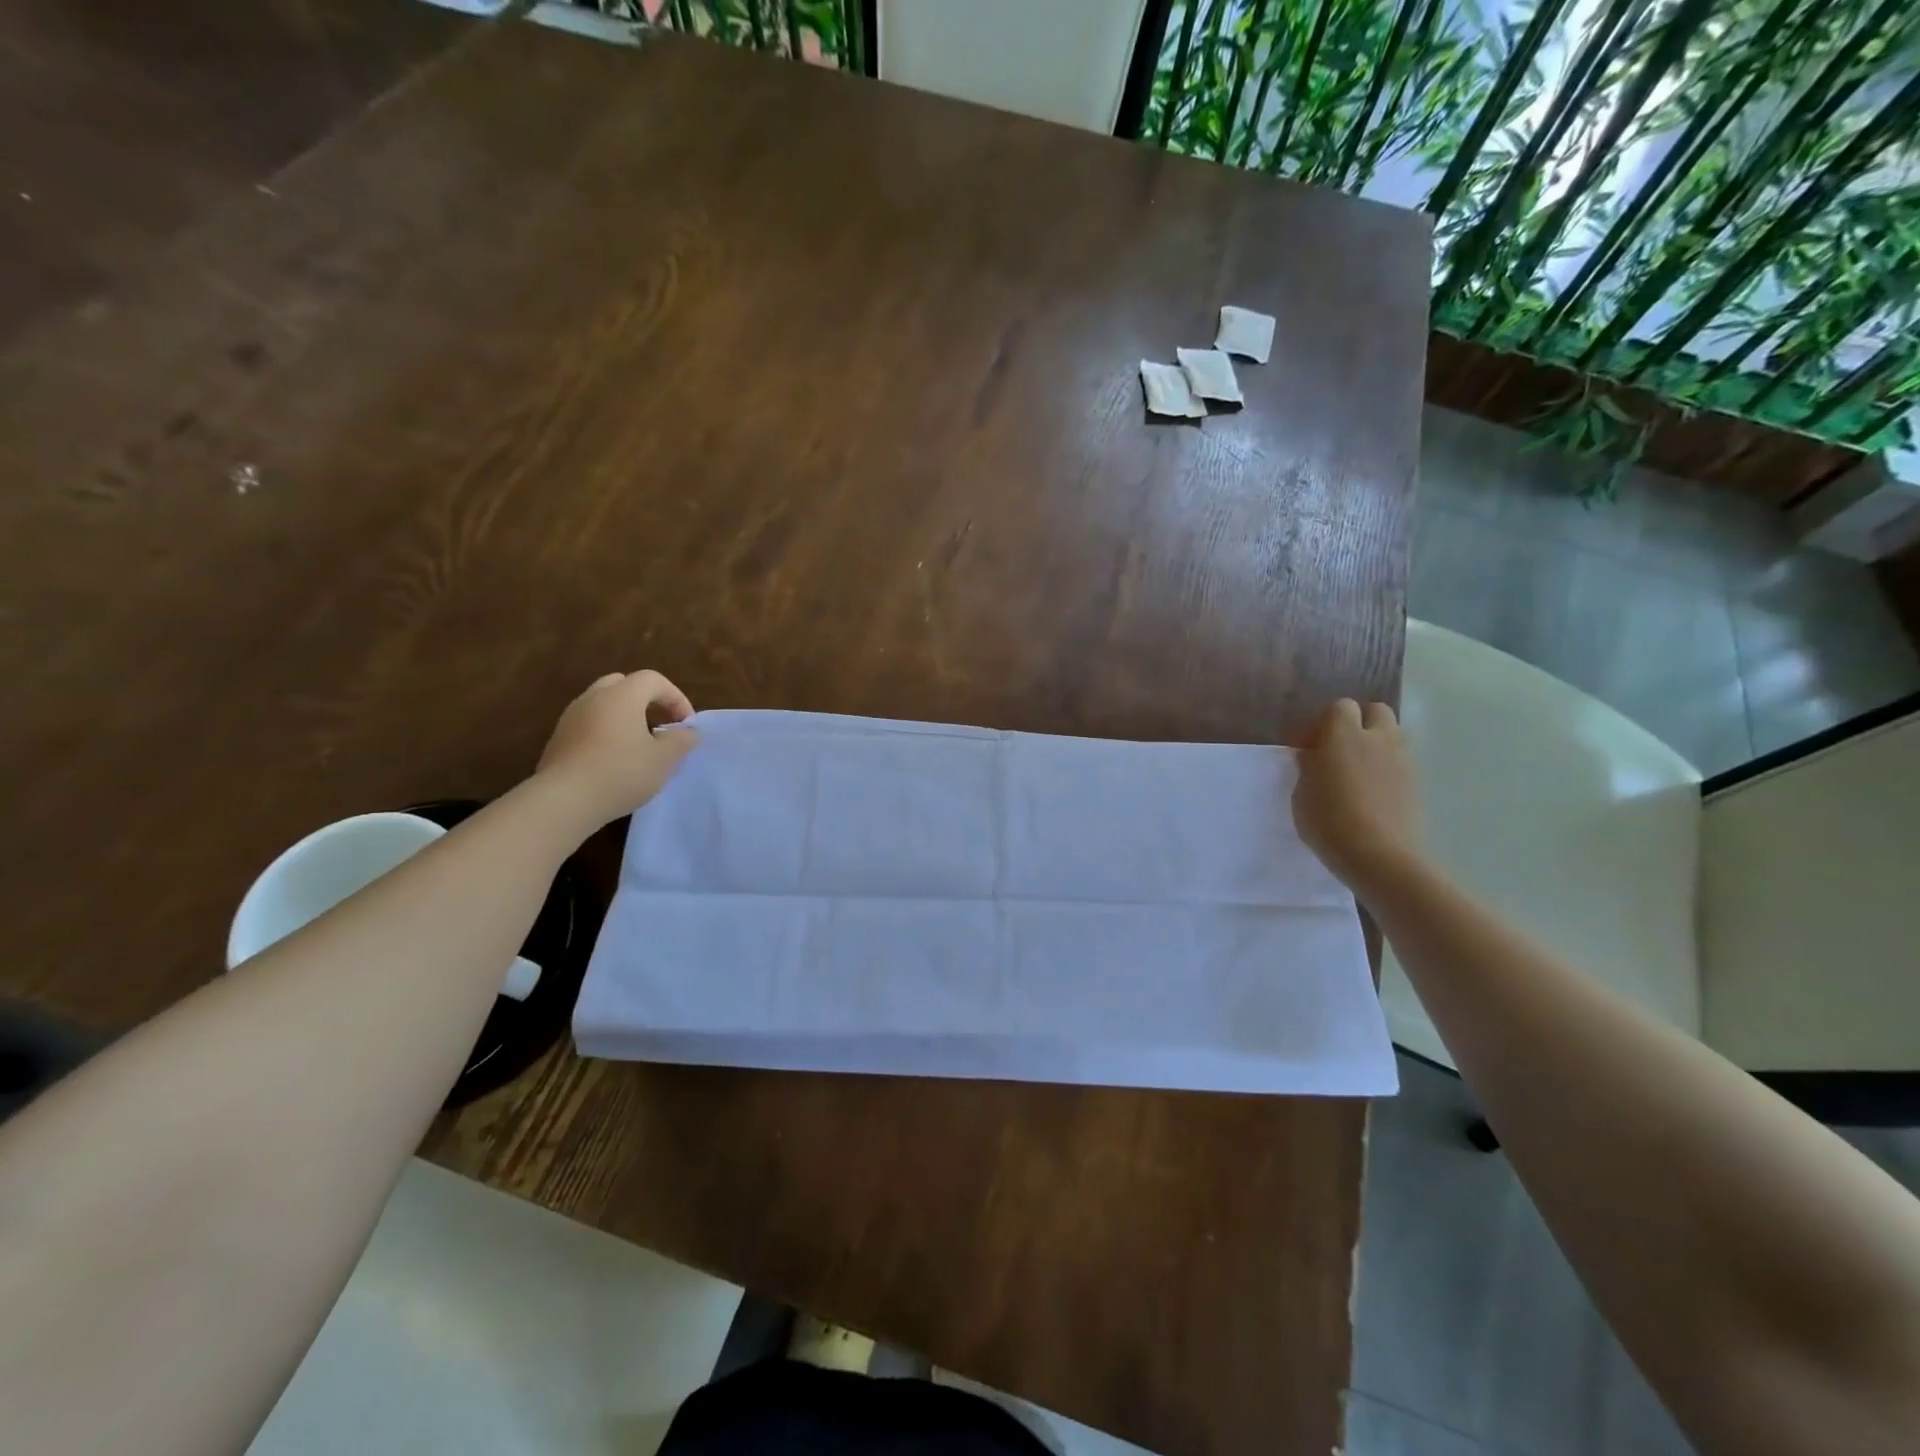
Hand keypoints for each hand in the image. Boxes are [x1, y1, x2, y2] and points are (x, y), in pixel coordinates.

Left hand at [536, 671, 699, 824]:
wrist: (564, 801)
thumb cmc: (621, 773)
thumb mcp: (664, 760)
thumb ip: (681, 740)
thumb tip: (689, 731)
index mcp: (622, 696)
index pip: (653, 679)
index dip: (675, 697)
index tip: (685, 725)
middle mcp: (593, 698)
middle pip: (623, 684)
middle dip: (646, 700)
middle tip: (659, 724)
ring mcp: (571, 717)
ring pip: (602, 703)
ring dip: (624, 716)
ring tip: (638, 744)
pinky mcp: (558, 739)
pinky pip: (588, 723)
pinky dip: (605, 731)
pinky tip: (613, 760)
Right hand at [1292, 699, 1422, 892]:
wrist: (1379, 857)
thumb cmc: (1329, 822)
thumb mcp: (1302, 793)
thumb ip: (1309, 766)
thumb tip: (1314, 755)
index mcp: (1344, 735)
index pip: (1340, 707)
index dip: (1325, 723)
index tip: (1311, 747)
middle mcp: (1378, 739)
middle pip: (1375, 711)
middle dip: (1359, 722)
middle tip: (1339, 749)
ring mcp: (1402, 760)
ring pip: (1392, 735)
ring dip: (1375, 743)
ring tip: (1356, 771)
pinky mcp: (1416, 783)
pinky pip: (1400, 762)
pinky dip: (1386, 767)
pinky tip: (1371, 792)